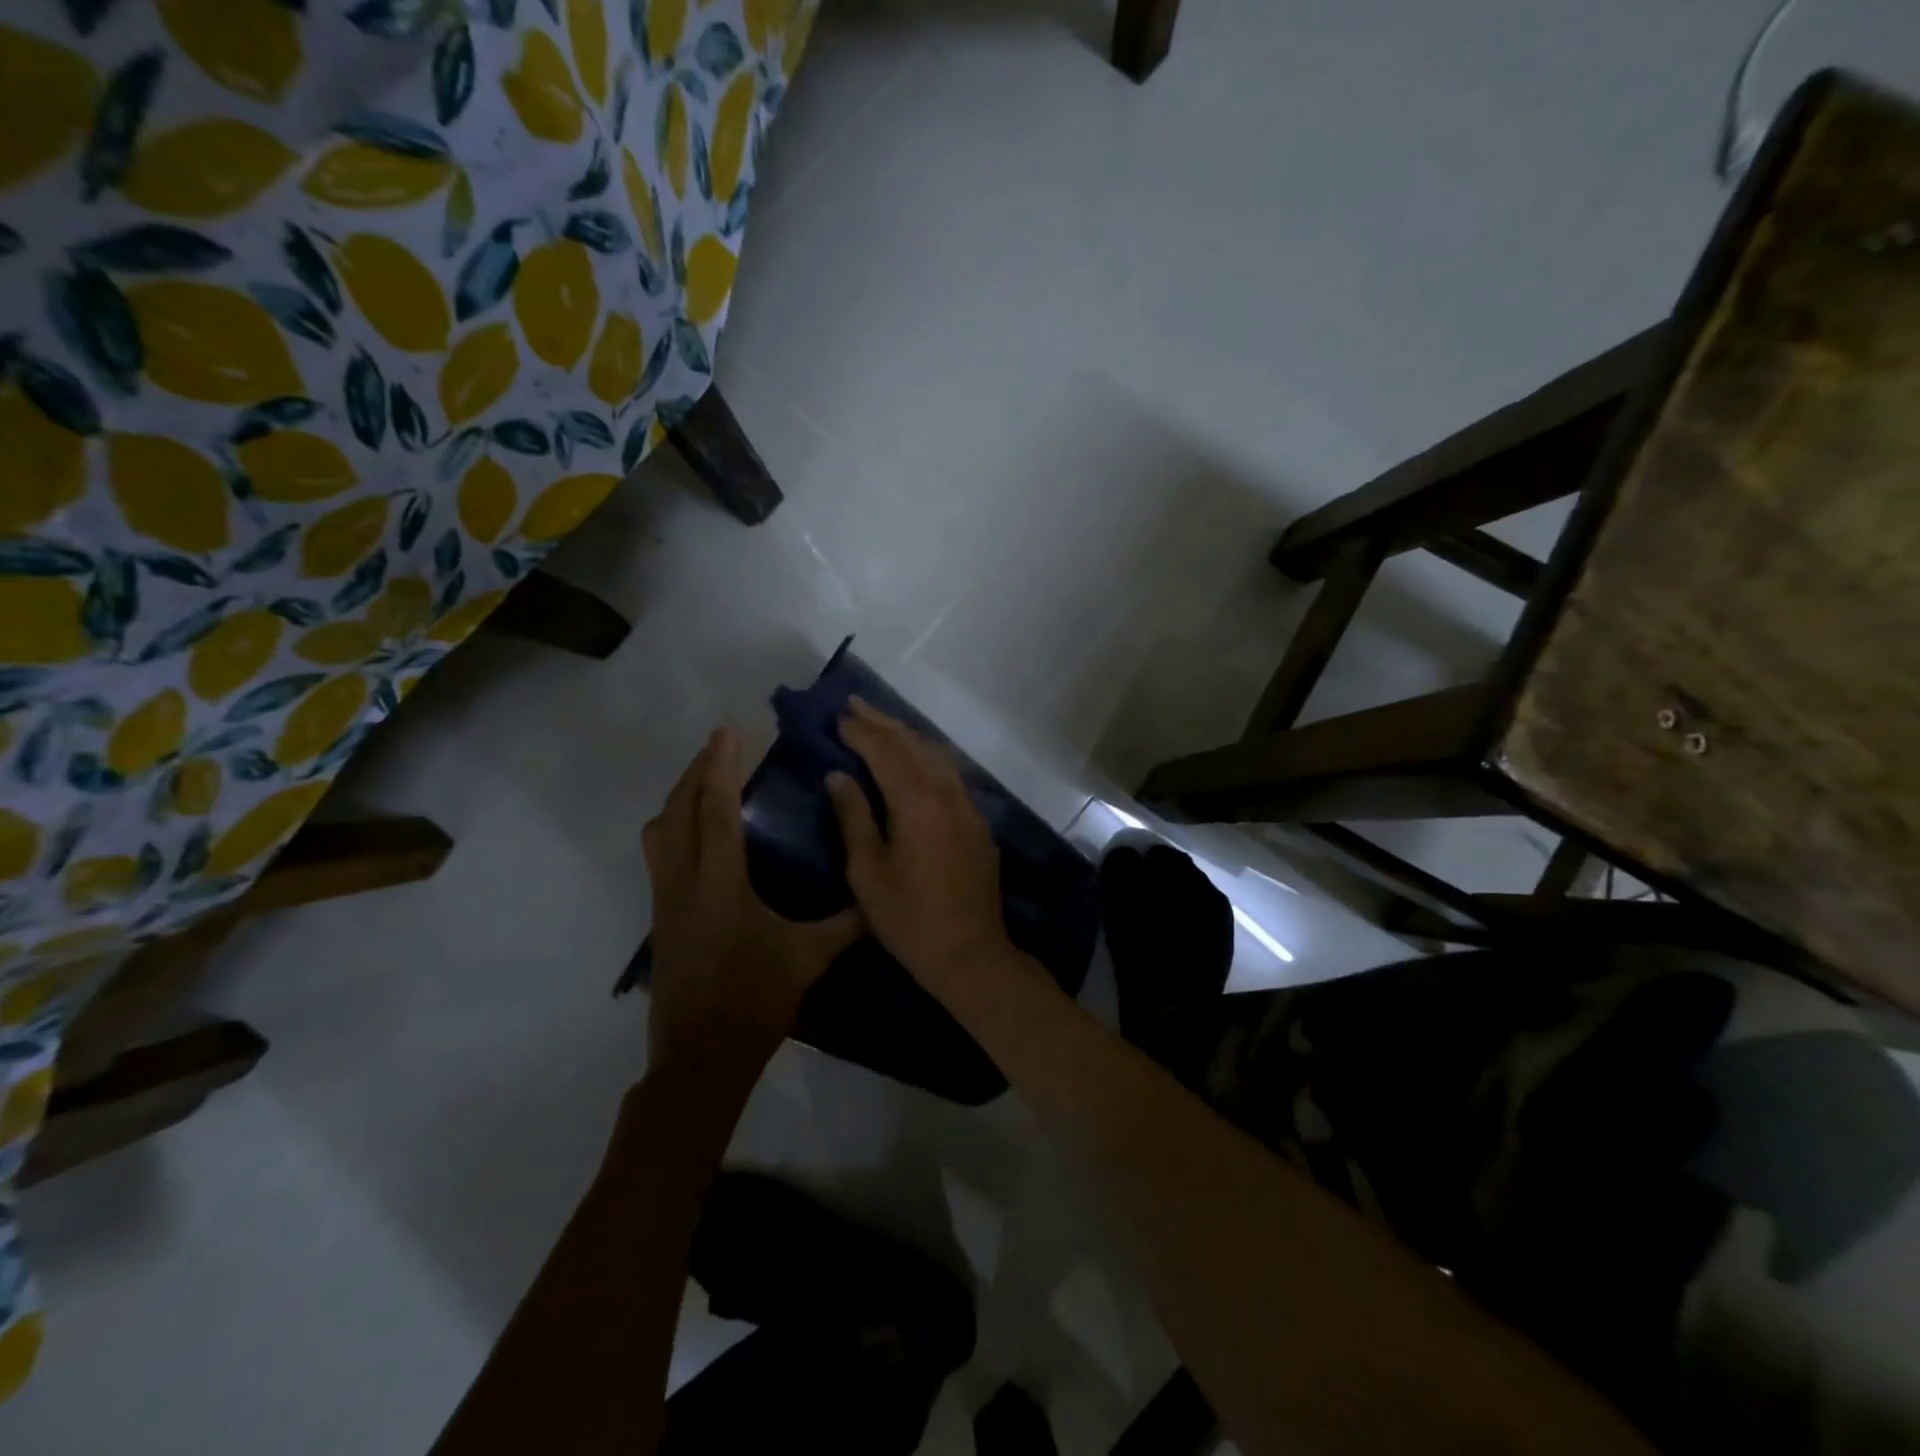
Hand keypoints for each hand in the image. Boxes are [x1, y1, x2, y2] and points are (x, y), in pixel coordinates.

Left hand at [644, 725, 861, 1061]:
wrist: (700, 1059)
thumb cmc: (754, 1002)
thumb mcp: (809, 959)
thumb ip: (847, 923)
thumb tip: (882, 898)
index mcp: (720, 883)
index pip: (715, 809)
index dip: (721, 765)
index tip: (728, 729)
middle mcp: (683, 882)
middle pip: (678, 809)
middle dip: (697, 770)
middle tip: (722, 745)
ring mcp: (665, 900)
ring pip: (659, 831)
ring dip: (680, 797)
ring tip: (707, 781)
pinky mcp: (660, 918)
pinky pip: (659, 853)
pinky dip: (676, 826)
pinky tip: (701, 834)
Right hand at [827, 699, 1010, 993]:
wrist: (970, 953)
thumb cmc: (908, 918)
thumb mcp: (867, 872)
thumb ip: (853, 818)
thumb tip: (838, 776)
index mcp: (916, 803)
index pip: (886, 752)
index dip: (861, 732)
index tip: (838, 716)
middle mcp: (947, 794)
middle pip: (914, 745)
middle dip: (883, 722)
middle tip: (855, 704)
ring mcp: (968, 808)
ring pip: (937, 757)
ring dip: (908, 736)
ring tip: (882, 724)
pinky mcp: (978, 824)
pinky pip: (951, 776)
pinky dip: (928, 759)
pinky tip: (917, 761)